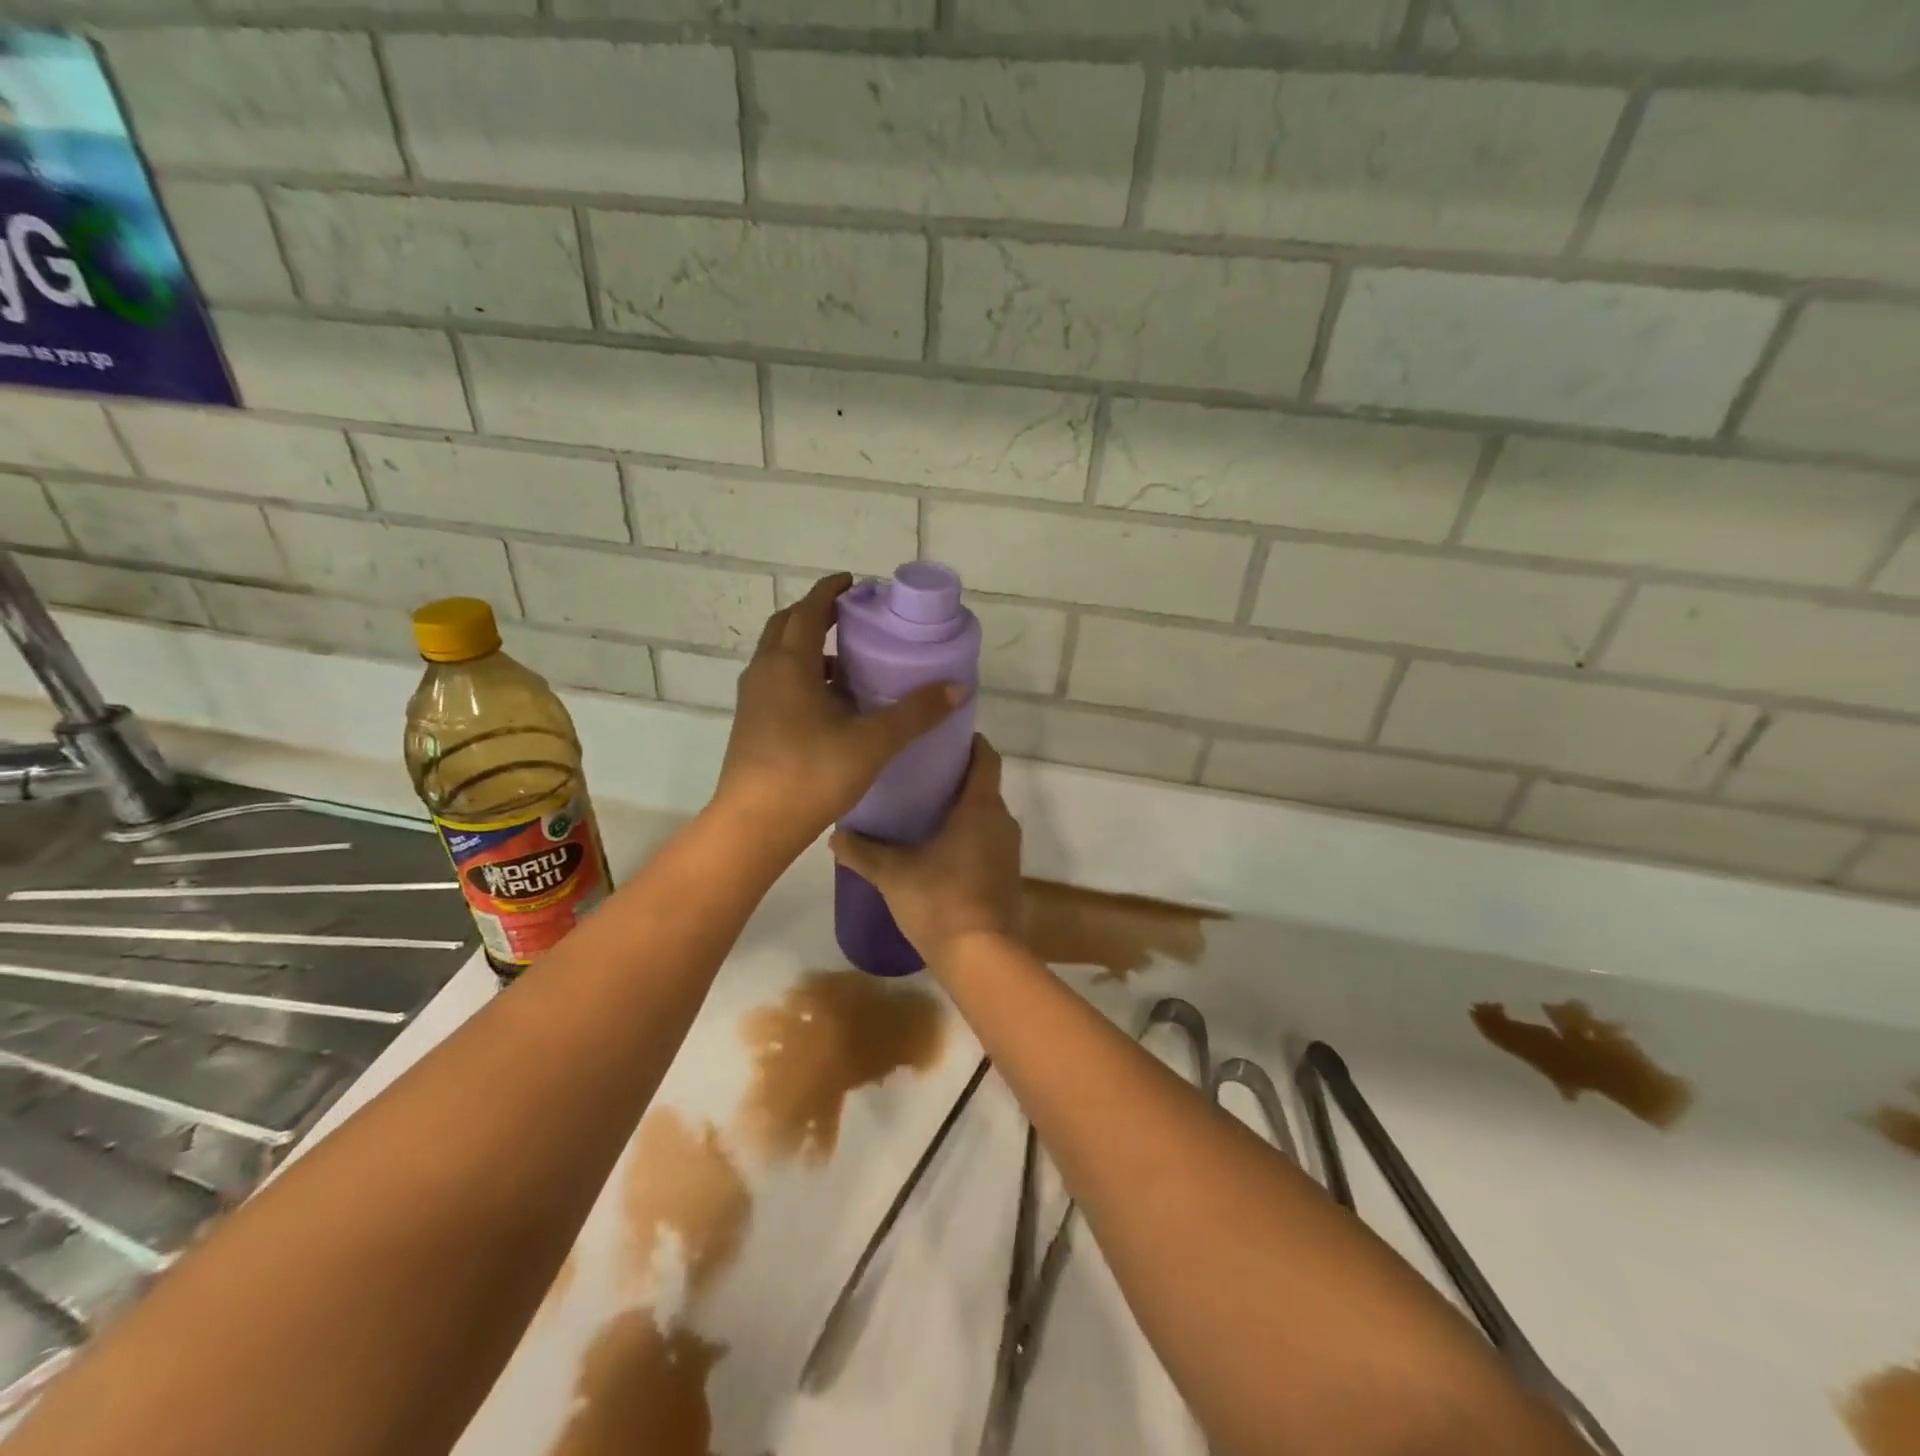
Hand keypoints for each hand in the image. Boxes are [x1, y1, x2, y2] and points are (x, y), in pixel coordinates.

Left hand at [714, 573, 964, 854]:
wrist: (755, 826)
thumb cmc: (812, 774)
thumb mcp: (873, 742)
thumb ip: (916, 713)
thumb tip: (958, 687)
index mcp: (790, 663)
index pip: (809, 610)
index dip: (831, 591)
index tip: (855, 584)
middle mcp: (765, 672)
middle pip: (787, 626)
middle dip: (817, 614)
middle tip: (853, 618)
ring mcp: (754, 699)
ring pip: (780, 656)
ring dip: (809, 648)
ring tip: (848, 661)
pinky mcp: (752, 724)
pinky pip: (778, 683)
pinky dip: (803, 677)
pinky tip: (831, 704)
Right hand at [830, 737, 1021, 967]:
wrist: (982, 958)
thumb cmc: (940, 901)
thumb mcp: (894, 874)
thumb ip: (863, 852)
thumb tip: (835, 836)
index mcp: (981, 807)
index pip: (985, 756)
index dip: (968, 741)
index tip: (940, 735)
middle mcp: (1002, 821)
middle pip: (982, 784)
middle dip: (954, 776)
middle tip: (915, 772)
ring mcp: (1008, 850)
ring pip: (984, 815)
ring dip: (959, 808)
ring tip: (920, 808)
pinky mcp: (1007, 875)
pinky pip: (986, 840)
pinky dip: (966, 834)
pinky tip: (935, 847)